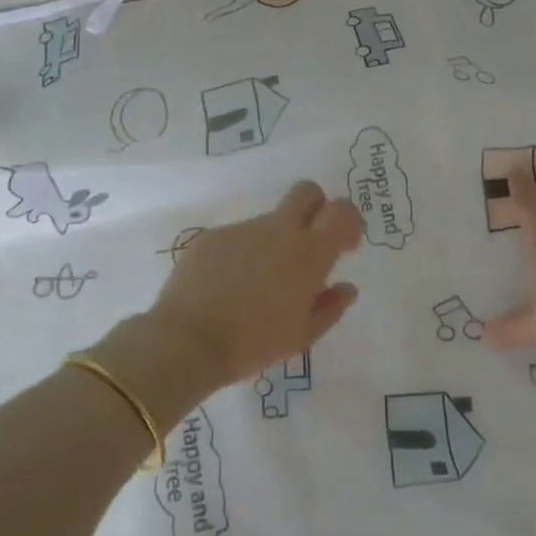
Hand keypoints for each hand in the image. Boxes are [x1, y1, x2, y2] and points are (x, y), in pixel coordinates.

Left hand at [150, 180, 364, 388]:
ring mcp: (242, 230)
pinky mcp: (212, 237)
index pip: (341, 211)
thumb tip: (346, 288)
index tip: (344, 245)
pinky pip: (238, 238)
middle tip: (309, 243)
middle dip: (316, 208)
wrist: (188, 341)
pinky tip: (228, 288)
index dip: (348, 221)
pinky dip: (242, 256)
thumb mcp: (302, 336)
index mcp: (308, 253)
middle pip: (307, 192)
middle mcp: (278, 230)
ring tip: (257, 286)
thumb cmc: (254, 343)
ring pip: (269, 222)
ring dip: (273, 243)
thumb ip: (330, 307)